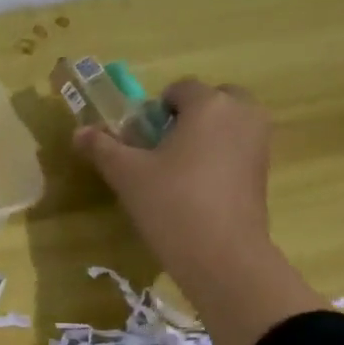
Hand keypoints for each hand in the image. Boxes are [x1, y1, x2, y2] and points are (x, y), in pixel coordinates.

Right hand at [75, 80, 324, 344]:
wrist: (222, 256)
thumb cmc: (172, 205)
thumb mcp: (128, 176)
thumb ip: (102, 148)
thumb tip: (79, 132)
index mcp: (209, 104)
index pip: (179, 88)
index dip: (155, 110)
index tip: (141, 140)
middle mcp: (243, 113)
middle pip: (212, 100)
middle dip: (188, 118)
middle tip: (162, 153)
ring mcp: (260, 141)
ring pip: (228, 125)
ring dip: (205, 138)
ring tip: (178, 174)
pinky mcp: (264, 171)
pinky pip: (238, 149)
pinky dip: (220, 159)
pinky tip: (199, 191)